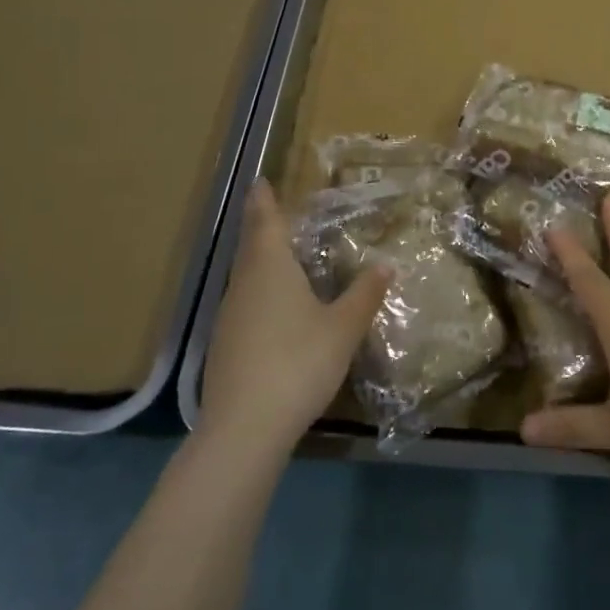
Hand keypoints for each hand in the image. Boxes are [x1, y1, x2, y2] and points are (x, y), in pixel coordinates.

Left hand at [201, 180, 389, 452]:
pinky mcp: (225, 346)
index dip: (264, 201)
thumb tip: (385, 265)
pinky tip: (275, 308)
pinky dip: (259, 292)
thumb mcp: (343, 327)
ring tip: (281, 256)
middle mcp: (244, 284)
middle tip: (275, 213)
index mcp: (271, 268)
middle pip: (251, 246)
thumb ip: (364, 294)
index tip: (261, 182)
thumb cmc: (298, 362)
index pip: (266, 222)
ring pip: (245, 276)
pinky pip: (245, 303)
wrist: (245, 427)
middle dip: (262, 227)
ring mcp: (229, 317)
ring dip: (260, 261)